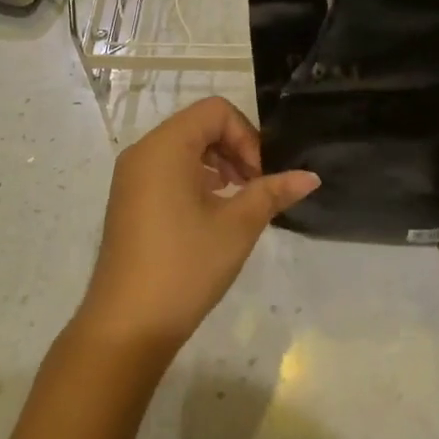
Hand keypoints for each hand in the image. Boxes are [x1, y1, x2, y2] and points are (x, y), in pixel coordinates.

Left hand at [78, 97, 318, 358]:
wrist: (127, 326)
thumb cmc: (185, 266)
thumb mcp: (237, 226)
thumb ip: (273, 192)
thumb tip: (311, 176)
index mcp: (165, 146)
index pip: (216, 111)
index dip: (247, 136)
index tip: (260, 177)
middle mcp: (143, 152)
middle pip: (200, 125)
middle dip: (235, 149)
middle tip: (256, 188)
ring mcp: (131, 177)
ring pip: (184, 148)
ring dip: (218, 164)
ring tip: (238, 202)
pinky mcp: (129, 201)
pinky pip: (168, 170)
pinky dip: (196, 179)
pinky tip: (212, 215)